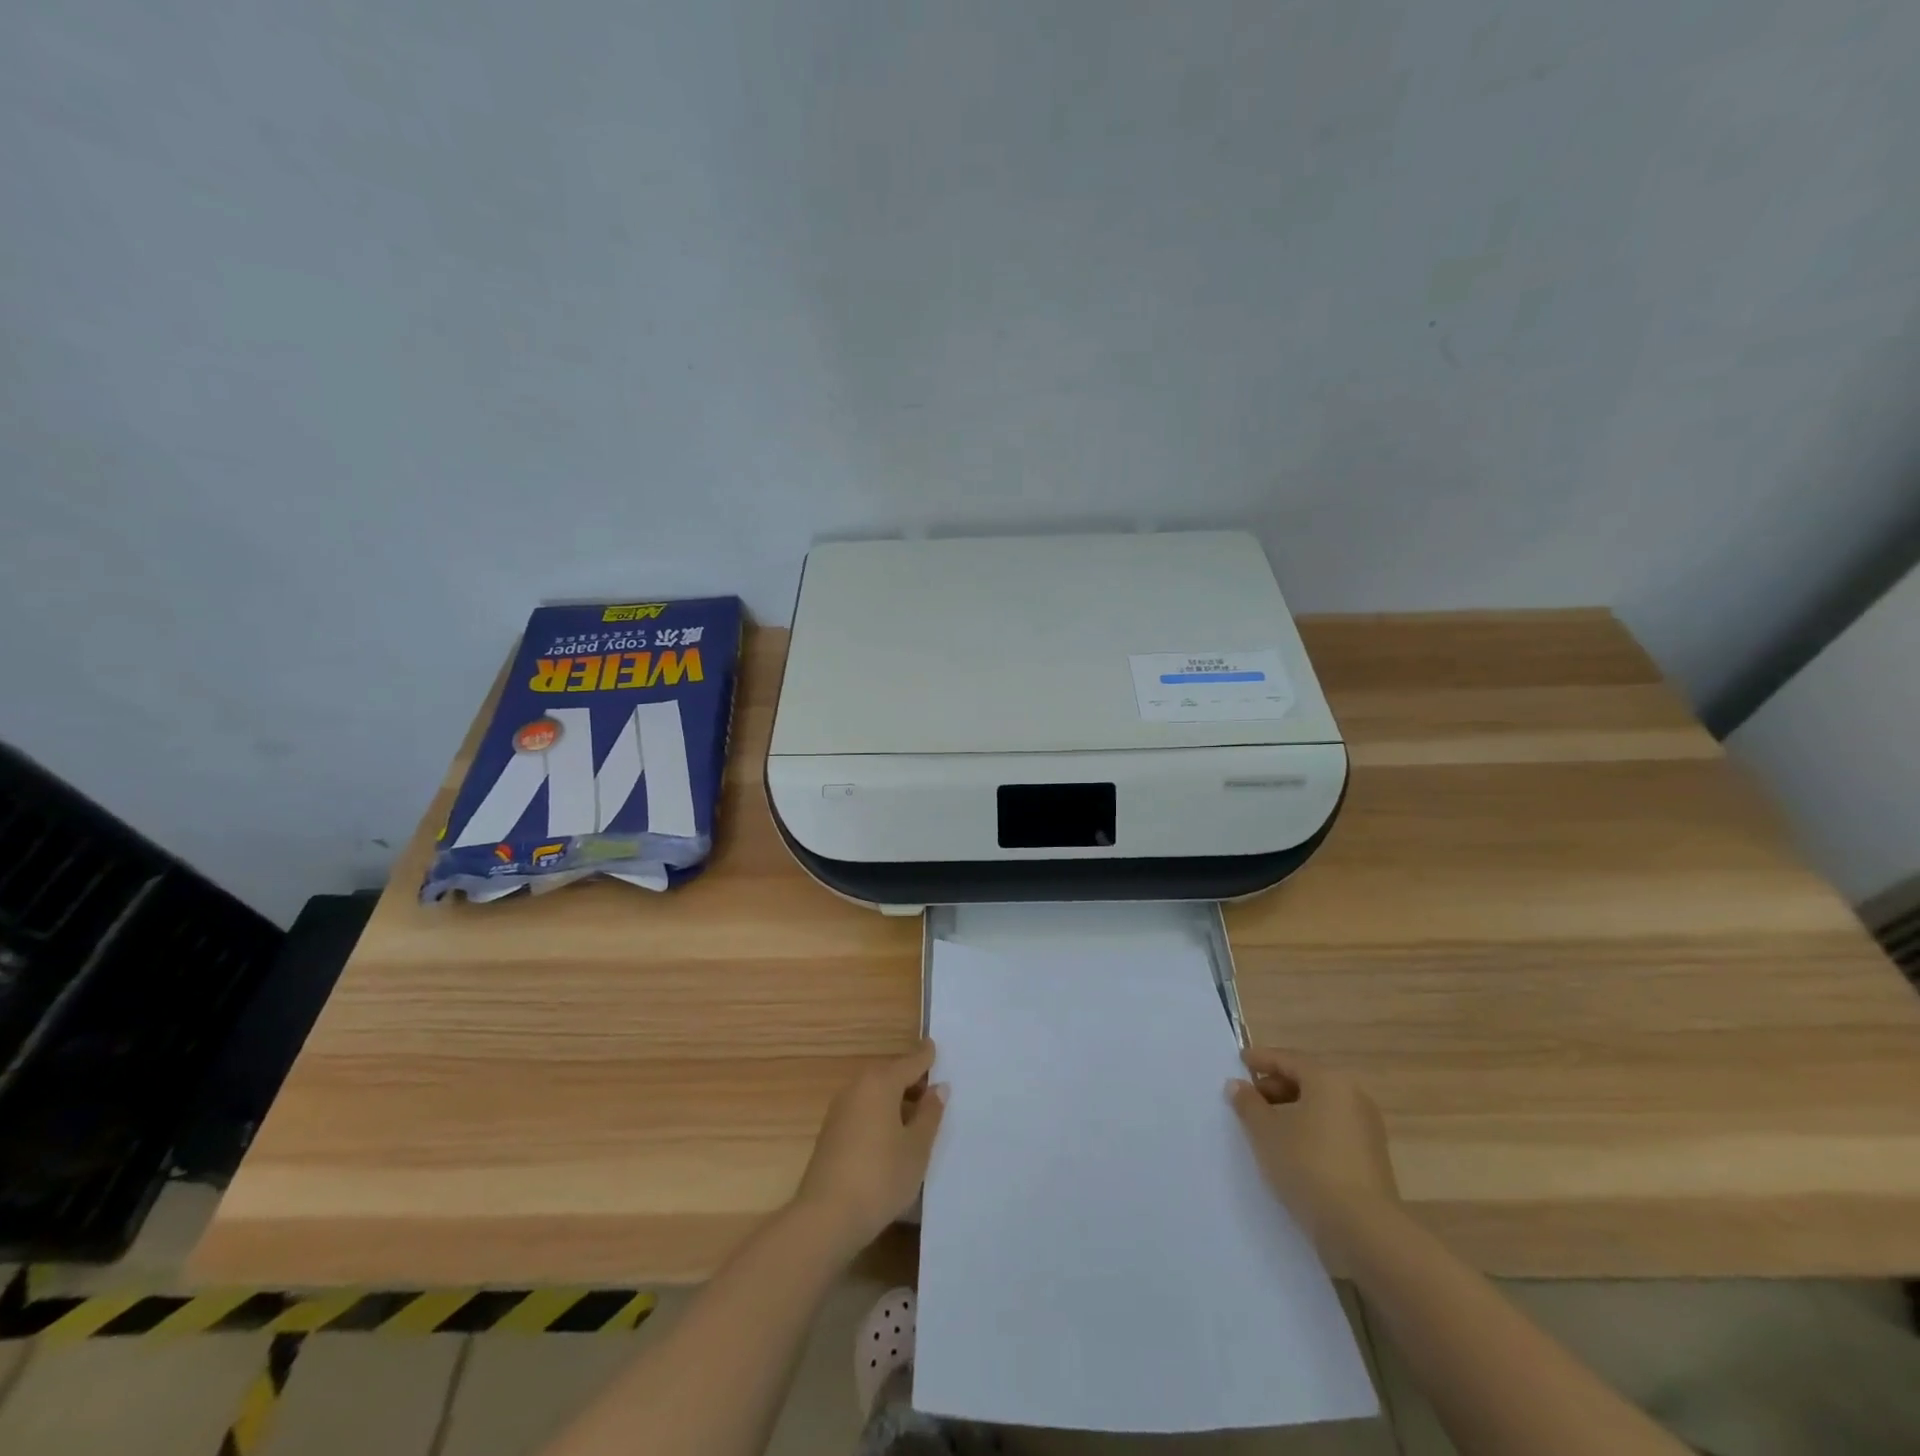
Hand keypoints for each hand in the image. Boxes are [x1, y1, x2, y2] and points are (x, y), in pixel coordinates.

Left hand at [793, 1040, 945, 1259]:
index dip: (925, 1057)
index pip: (910, 1062)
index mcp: (880, 1083)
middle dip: (911, 1081)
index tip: (934, 1047)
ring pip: (875, 1095)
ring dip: (895, 1101)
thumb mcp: (916, 1147)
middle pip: (890, 1076)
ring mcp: (840, 1110)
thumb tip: (938, 1088)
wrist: (826, 1217)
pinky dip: (880, 1115)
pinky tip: (892, 1138)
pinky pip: (863, 1112)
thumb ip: (930, 1114)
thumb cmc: (880, 1176)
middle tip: (934, 1092)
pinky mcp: (831, 1133)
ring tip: (917, 1119)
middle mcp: (857, 1087)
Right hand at [1228, 1047, 1398, 1262]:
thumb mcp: (1265, 1132)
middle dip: (1275, 1086)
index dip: (1261, 1059)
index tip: (1240, 1061)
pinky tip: (1291, 1150)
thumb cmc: (1308, 1166)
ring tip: (1266, 1127)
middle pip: (1307, 1081)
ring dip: (1292, 1110)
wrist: (1363, 1230)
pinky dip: (1309, 1130)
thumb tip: (1237, 1085)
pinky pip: (1332, 1130)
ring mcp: (1367, 1129)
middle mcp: (1353, 1097)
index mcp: (1329, 1081)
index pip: (1289, 1059)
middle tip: (1249, 1099)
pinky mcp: (1371, 1158)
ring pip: (1321, 1107)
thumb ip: (1248, 1104)